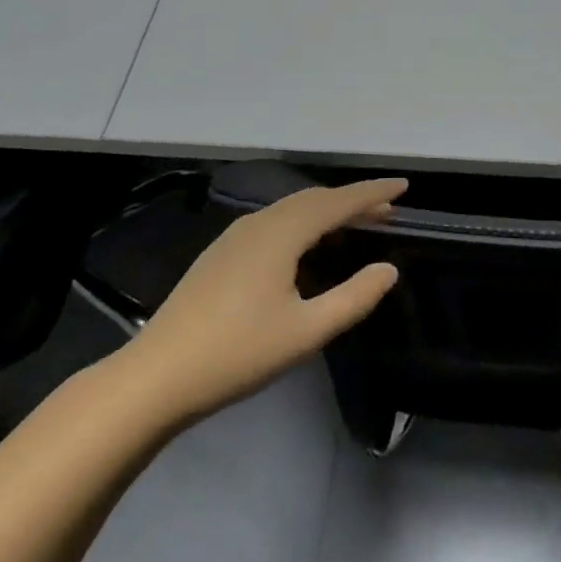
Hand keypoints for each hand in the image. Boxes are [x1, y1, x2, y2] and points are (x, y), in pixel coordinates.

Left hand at [124, 180, 404, 424]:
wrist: (157, 376)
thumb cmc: (237, 353)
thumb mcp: (306, 332)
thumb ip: (353, 298)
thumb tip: (388, 269)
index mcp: (281, 234)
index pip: (337, 202)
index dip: (372, 193)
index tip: (404, 186)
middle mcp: (259, 223)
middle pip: (314, 199)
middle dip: (352, 200)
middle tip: (386, 211)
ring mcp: (235, 236)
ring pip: (291, 209)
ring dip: (326, 210)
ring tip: (355, 224)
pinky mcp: (221, 253)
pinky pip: (274, 221)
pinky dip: (303, 221)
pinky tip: (307, 245)